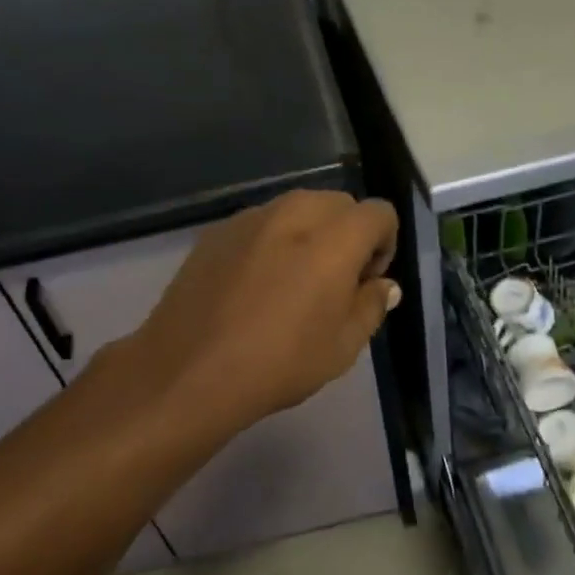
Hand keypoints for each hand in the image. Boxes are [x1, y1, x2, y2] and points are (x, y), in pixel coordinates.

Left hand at [115, 190, 399, 438]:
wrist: (189, 370)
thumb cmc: (278, 363)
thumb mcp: (342, 347)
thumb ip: (371, 305)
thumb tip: (383, 285)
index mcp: (335, 238)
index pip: (379, 213)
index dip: (384, 244)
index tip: (366, 281)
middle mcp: (295, 212)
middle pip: (339, 204)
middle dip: (348, 234)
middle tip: (334, 281)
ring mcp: (251, 217)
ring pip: (298, 208)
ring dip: (309, 233)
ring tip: (292, 281)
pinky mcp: (217, 230)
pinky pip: (261, 223)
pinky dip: (271, 240)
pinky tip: (253, 284)